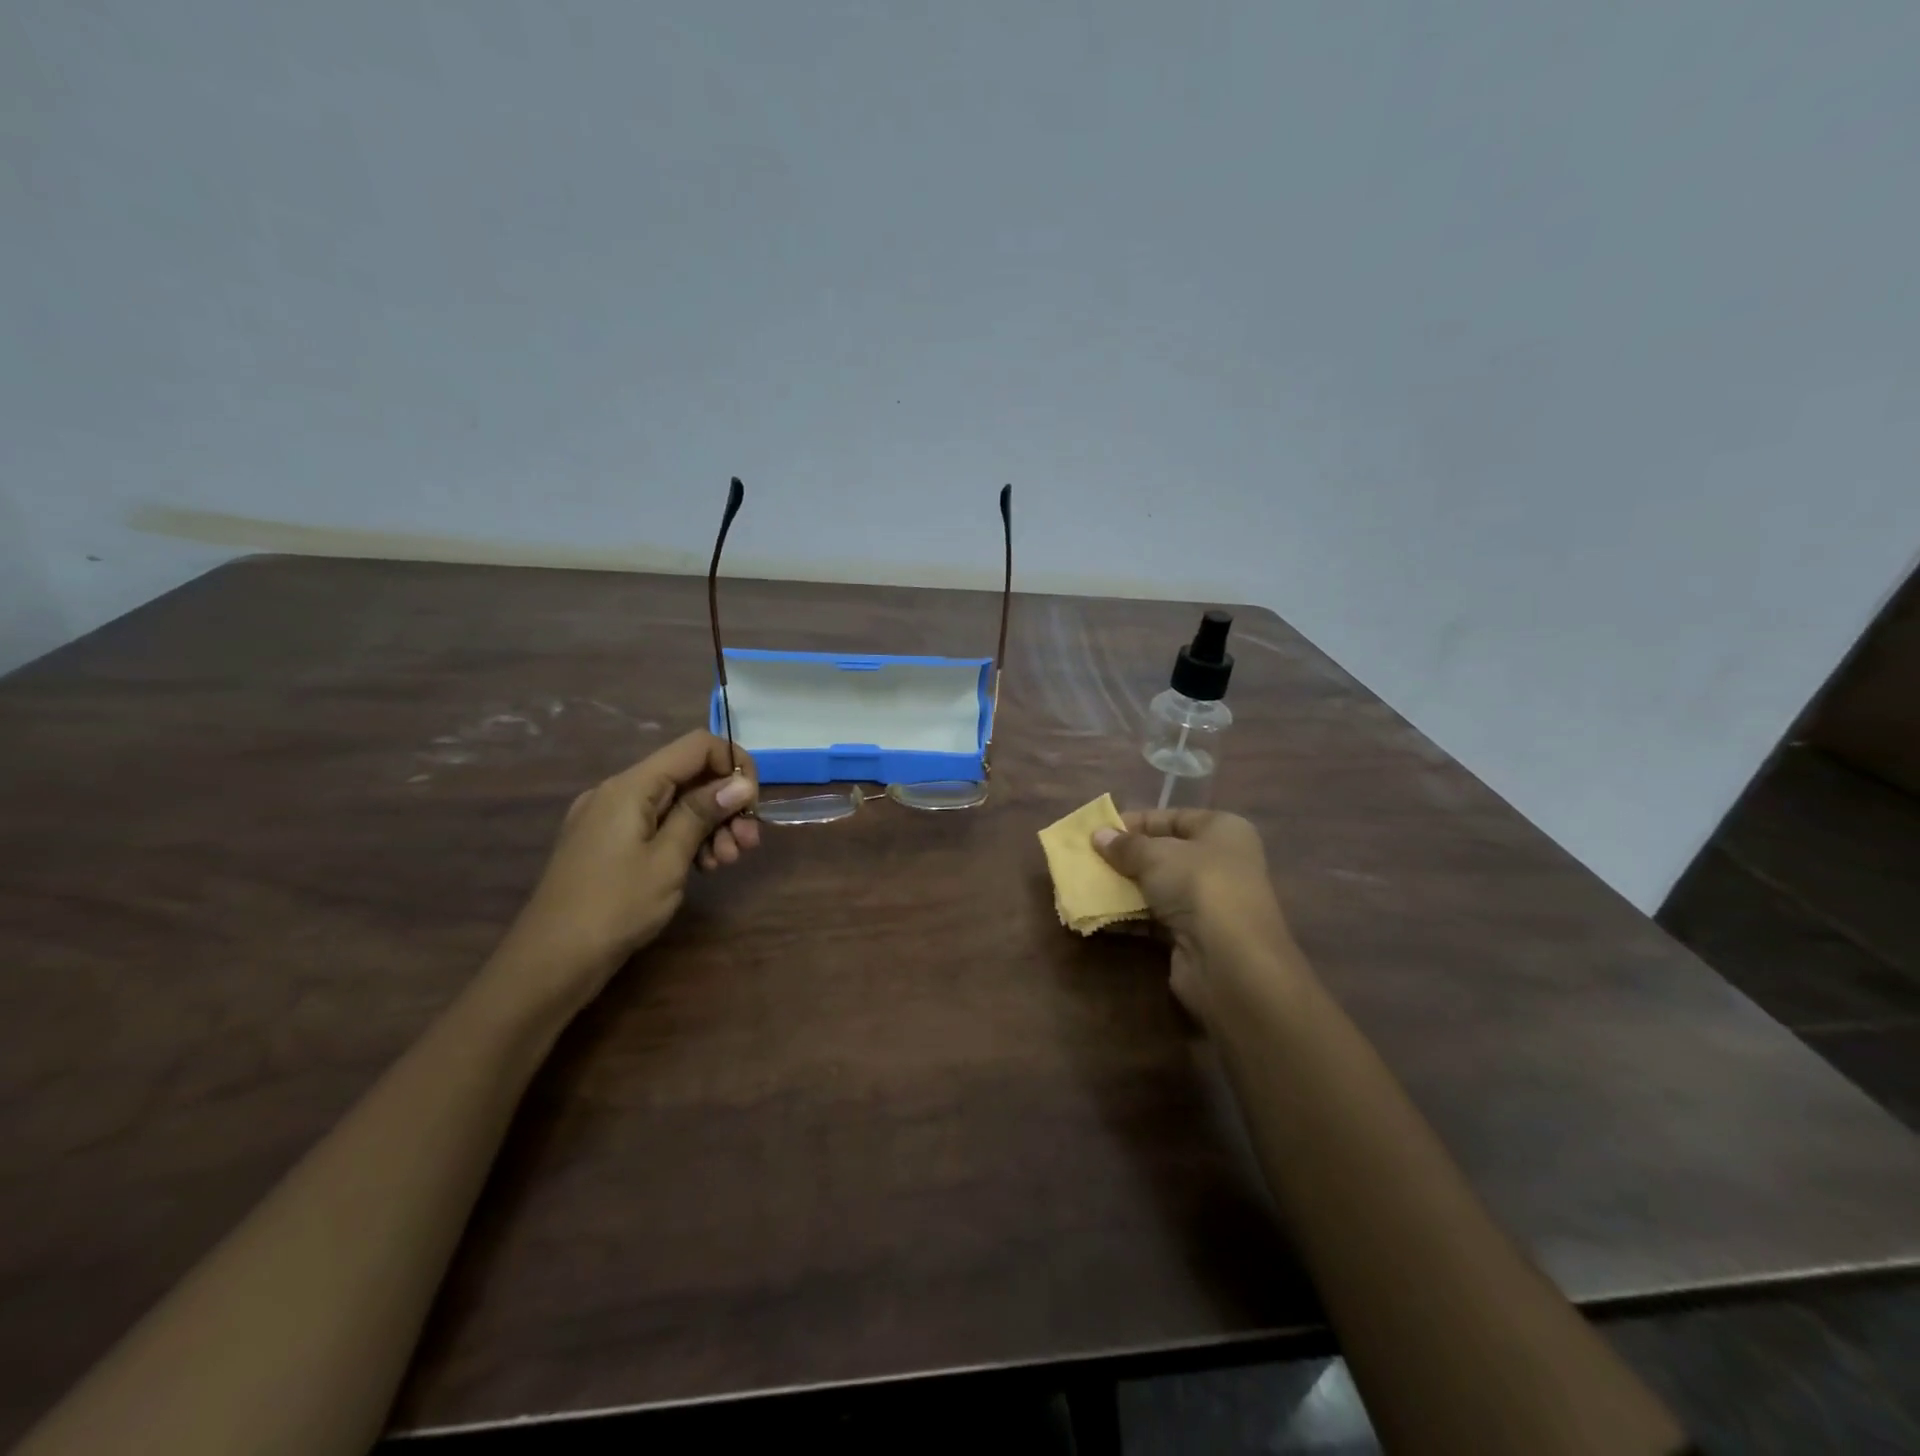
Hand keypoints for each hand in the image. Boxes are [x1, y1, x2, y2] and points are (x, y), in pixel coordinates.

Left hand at [493, 730, 759, 1001]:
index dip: (733, 763)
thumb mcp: (668, 859)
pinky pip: (658, 825)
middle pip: (688, 776)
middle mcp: (619, 791)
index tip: (752, 803)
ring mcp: (610, 818)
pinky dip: (686, 839)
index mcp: (631, 786)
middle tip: (748, 844)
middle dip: (726, 804)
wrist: (550, 962)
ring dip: (711, 826)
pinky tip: (704, 867)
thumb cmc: (614, 907)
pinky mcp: (608, 843)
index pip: (697, 746)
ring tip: (727, 862)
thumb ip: (703, 813)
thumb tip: (741, 783)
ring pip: (676, 804)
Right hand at [1093, 809, 1299, 1028]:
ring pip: (1157, 888)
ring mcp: (1208, 903)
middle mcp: (1220, 863)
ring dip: (1122, 888)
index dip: (1135, 822)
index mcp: (1222, 831)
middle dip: (1124, 858)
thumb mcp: (1155, 855)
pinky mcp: (1193, 936)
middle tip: (1087, 859)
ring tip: (1085, 885)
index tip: (1098, 831)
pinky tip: (1098, 915)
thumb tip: (1098, 835)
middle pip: (1164, 854)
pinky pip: (1154, 919)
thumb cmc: (1198, 886)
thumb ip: (1125, 845)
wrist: (1229, 961)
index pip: (1172, 818)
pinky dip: (1128, 916)